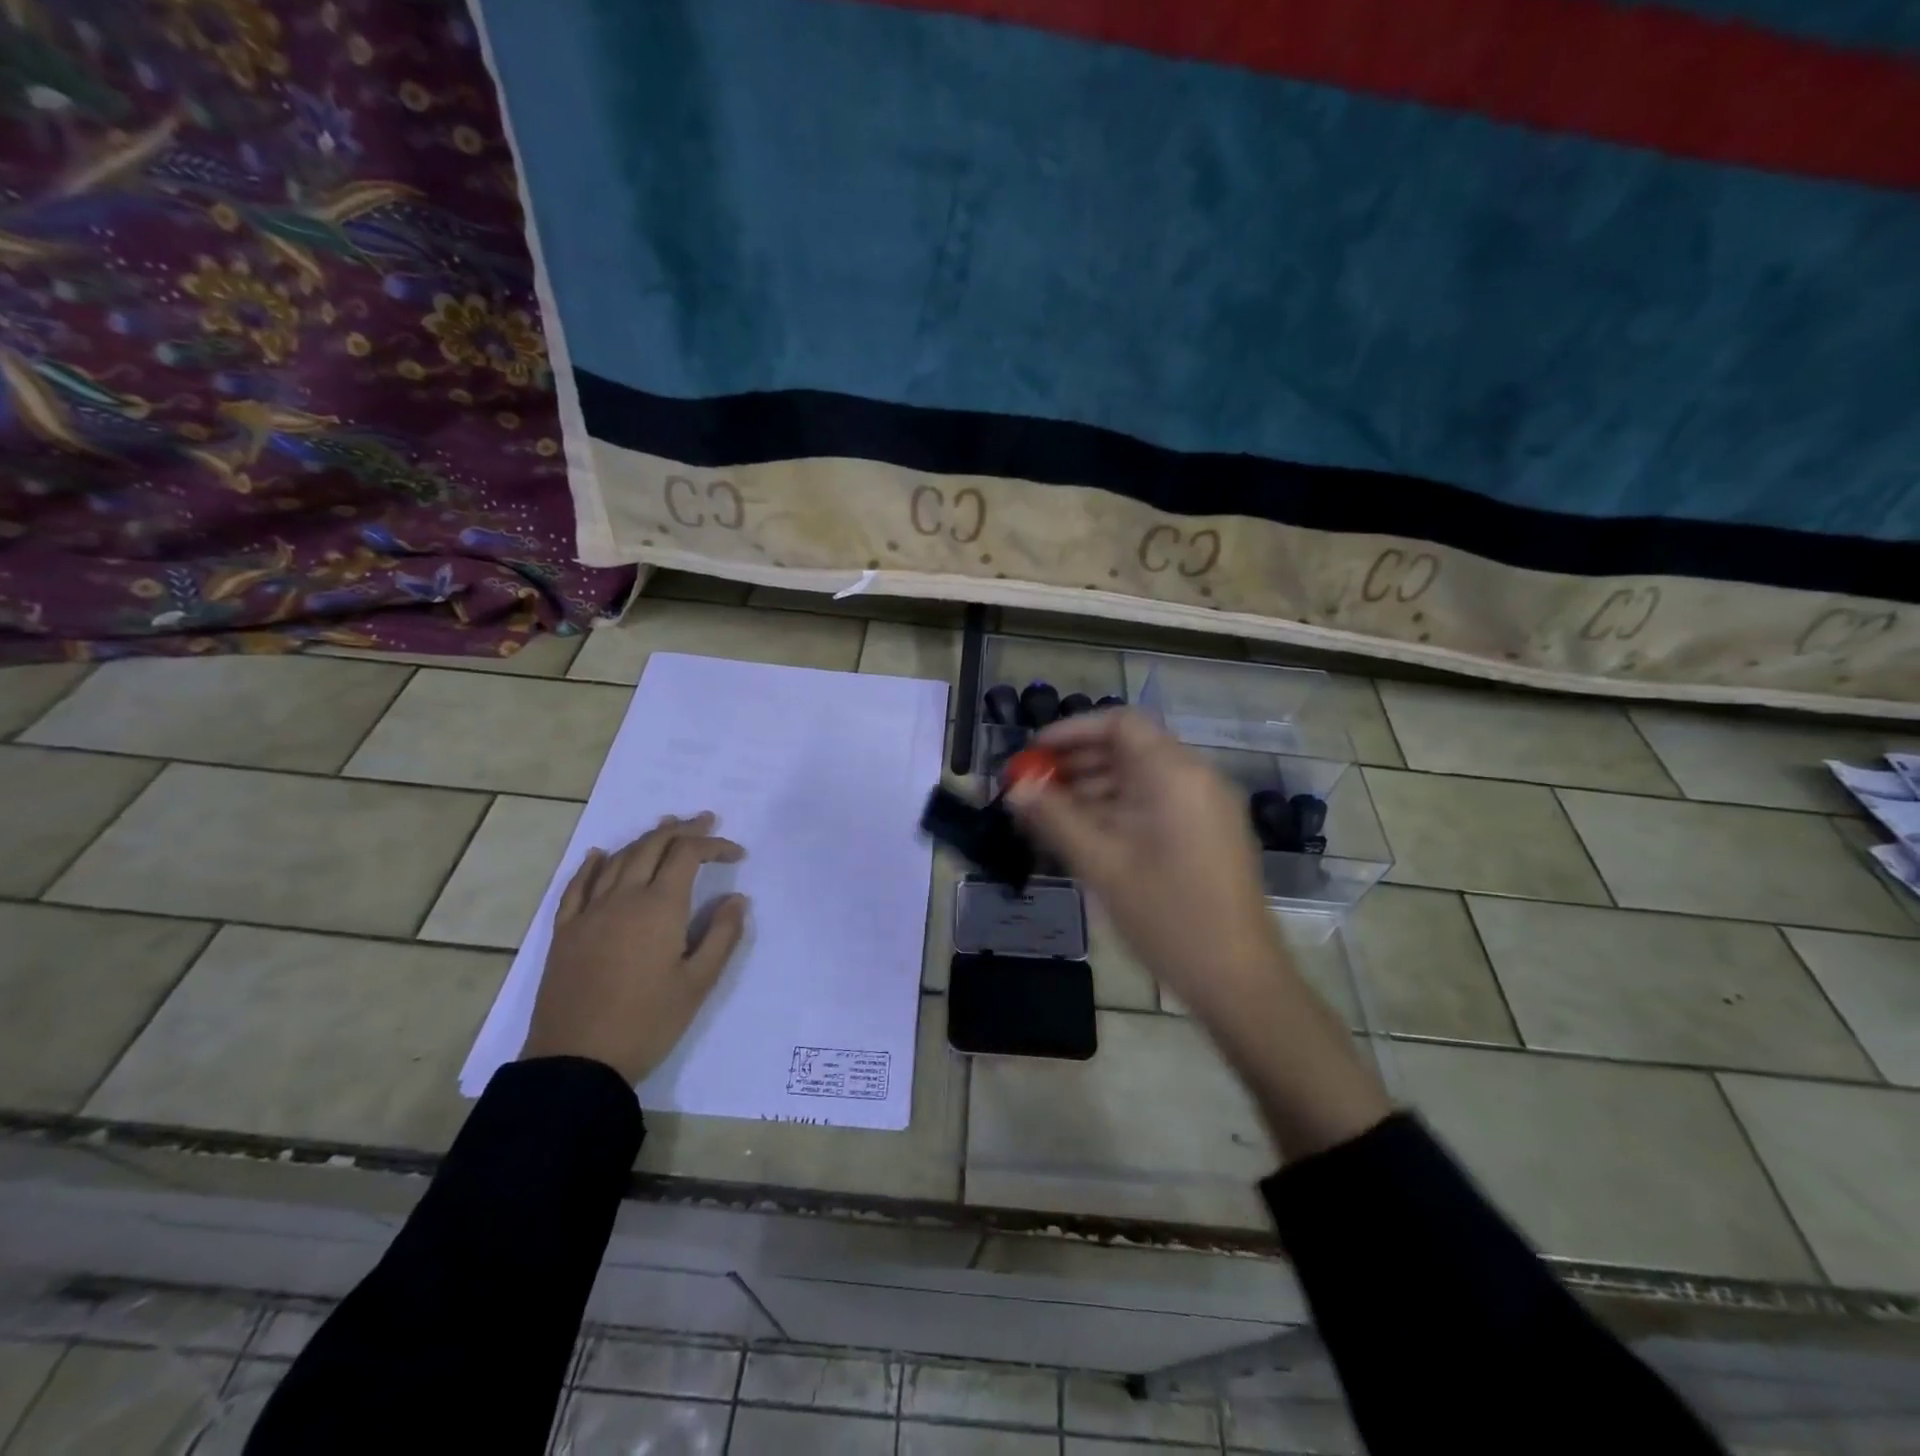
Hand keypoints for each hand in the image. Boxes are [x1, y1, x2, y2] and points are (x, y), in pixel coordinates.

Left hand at [520, 813, 748, 1084]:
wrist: (576, 1061)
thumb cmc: (647, 1022)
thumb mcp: (698, 983)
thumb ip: (722, 935)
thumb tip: (737, 898)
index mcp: (659, 907)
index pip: (687, 855)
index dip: (714, 845)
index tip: (738, 854)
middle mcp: (622, 897)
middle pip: (652, 846)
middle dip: (682, 829)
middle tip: (706, 822)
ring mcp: (589, 912)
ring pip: (618, 859)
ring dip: (645, 838)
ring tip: (666, 827)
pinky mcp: (565, 932)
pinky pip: (578, 886)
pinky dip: (593, 864)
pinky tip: (600, 855)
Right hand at [1003, 709, 1283, 1022]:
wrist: (1239, 980)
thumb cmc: (1168, 916)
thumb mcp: (1102, 865)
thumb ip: (1054, 818)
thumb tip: (1015, 787)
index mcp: (1175, 774)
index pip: (1120, 723)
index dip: (1071, 731)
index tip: (1033, 753)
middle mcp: (1195, 778)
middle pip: (1129, 749)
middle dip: (1077, 762)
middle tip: (1032, 787)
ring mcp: (1205, 807)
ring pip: (1140, 778)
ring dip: (1093, 788)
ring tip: (1048, 815)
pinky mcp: (1207, 834)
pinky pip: (1155, 804)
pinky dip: (1118, 809)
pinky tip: (1084, 835)